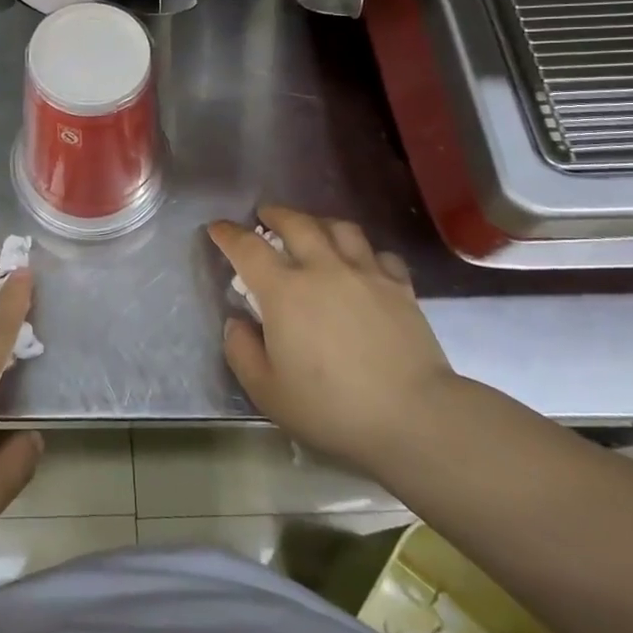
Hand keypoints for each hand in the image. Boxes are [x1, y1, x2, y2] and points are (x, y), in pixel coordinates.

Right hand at [210, 206, 456, 471]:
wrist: (414, 417)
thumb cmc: (332, 408)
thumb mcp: (268, 391)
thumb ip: (242, 351)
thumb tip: (237, 322)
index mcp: (284, 291)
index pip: (247, 247)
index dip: (228, 234)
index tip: (217, 228)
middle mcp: (323, 269)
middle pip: (296, 223)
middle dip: (275, 214)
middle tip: (265, 216)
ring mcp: (366, 274)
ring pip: (340, 228)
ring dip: (320, 222)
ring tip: (314, 229)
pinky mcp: (400, 288)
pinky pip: (380, 254)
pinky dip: (365, 251)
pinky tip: (362, 263)